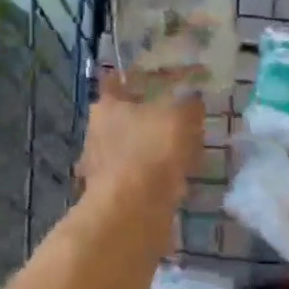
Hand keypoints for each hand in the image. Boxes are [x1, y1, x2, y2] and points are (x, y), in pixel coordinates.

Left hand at [76, 71, 203, 201]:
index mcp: (106, 107)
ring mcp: (100, 166)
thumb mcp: (181, 117)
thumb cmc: (152, 149)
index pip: (115, 83)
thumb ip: (189, 105)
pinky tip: (173, 181)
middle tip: (175, 119)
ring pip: (128, 149)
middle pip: (122, 118)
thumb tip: (192, 100)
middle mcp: (96, 133)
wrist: (134, 209)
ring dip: (149, 151)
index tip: (152, 80)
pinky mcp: (110, 194)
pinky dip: (151, 177)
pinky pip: (135, 177)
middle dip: (145, 119)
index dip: (133, 80)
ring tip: (180, 152)